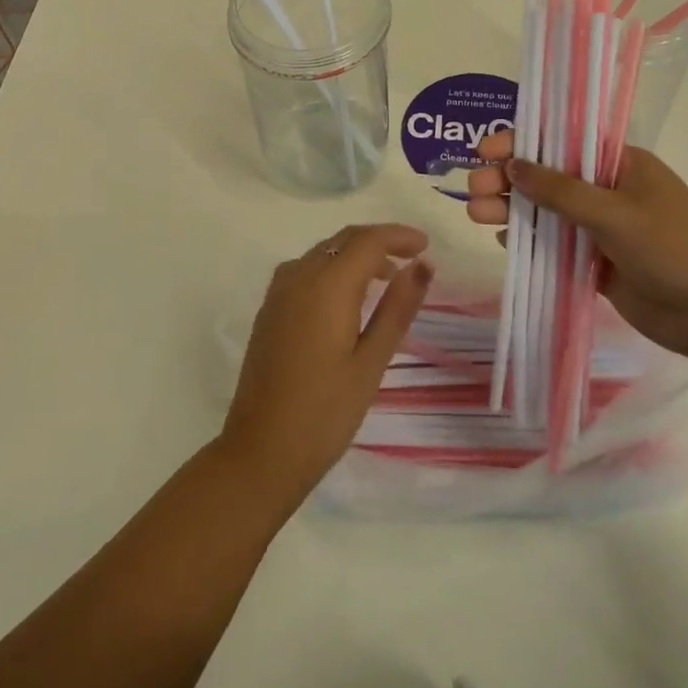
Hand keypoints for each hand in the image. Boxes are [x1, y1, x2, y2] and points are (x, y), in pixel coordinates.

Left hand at [220, 223, 432, 508]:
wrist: (261, 451)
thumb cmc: (325, 412)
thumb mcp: (371, 362)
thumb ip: (397, 308)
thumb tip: (423, 265)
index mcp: (327, 285)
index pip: (367, 241)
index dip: (399, 236)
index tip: (426, 245)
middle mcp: (299, 276)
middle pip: (343, 240)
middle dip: (379, 241)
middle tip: (412, 257)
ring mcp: (278, 292)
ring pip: (323, 253)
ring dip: (355, 254)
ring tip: (386, 277)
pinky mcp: (269, 309)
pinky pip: (305, 270)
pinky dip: (332, 268)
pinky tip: (347, 297)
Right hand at [466, 131, 687, 358]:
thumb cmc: (674, 247)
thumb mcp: (615, 212)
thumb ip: (560, 190)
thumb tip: (512, 166)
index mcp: (620, 164)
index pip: (562, 142)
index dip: (521, 142)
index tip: (485, 152)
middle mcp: (607, 190)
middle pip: (547, 177)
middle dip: (509, 180)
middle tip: (473, 190)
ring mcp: (602, 228)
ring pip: (547, 212)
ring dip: (513, 211)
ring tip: (477, 215)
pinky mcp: (597, 263)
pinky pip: (556, 246)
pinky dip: (530, 242)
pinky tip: (504, 242)